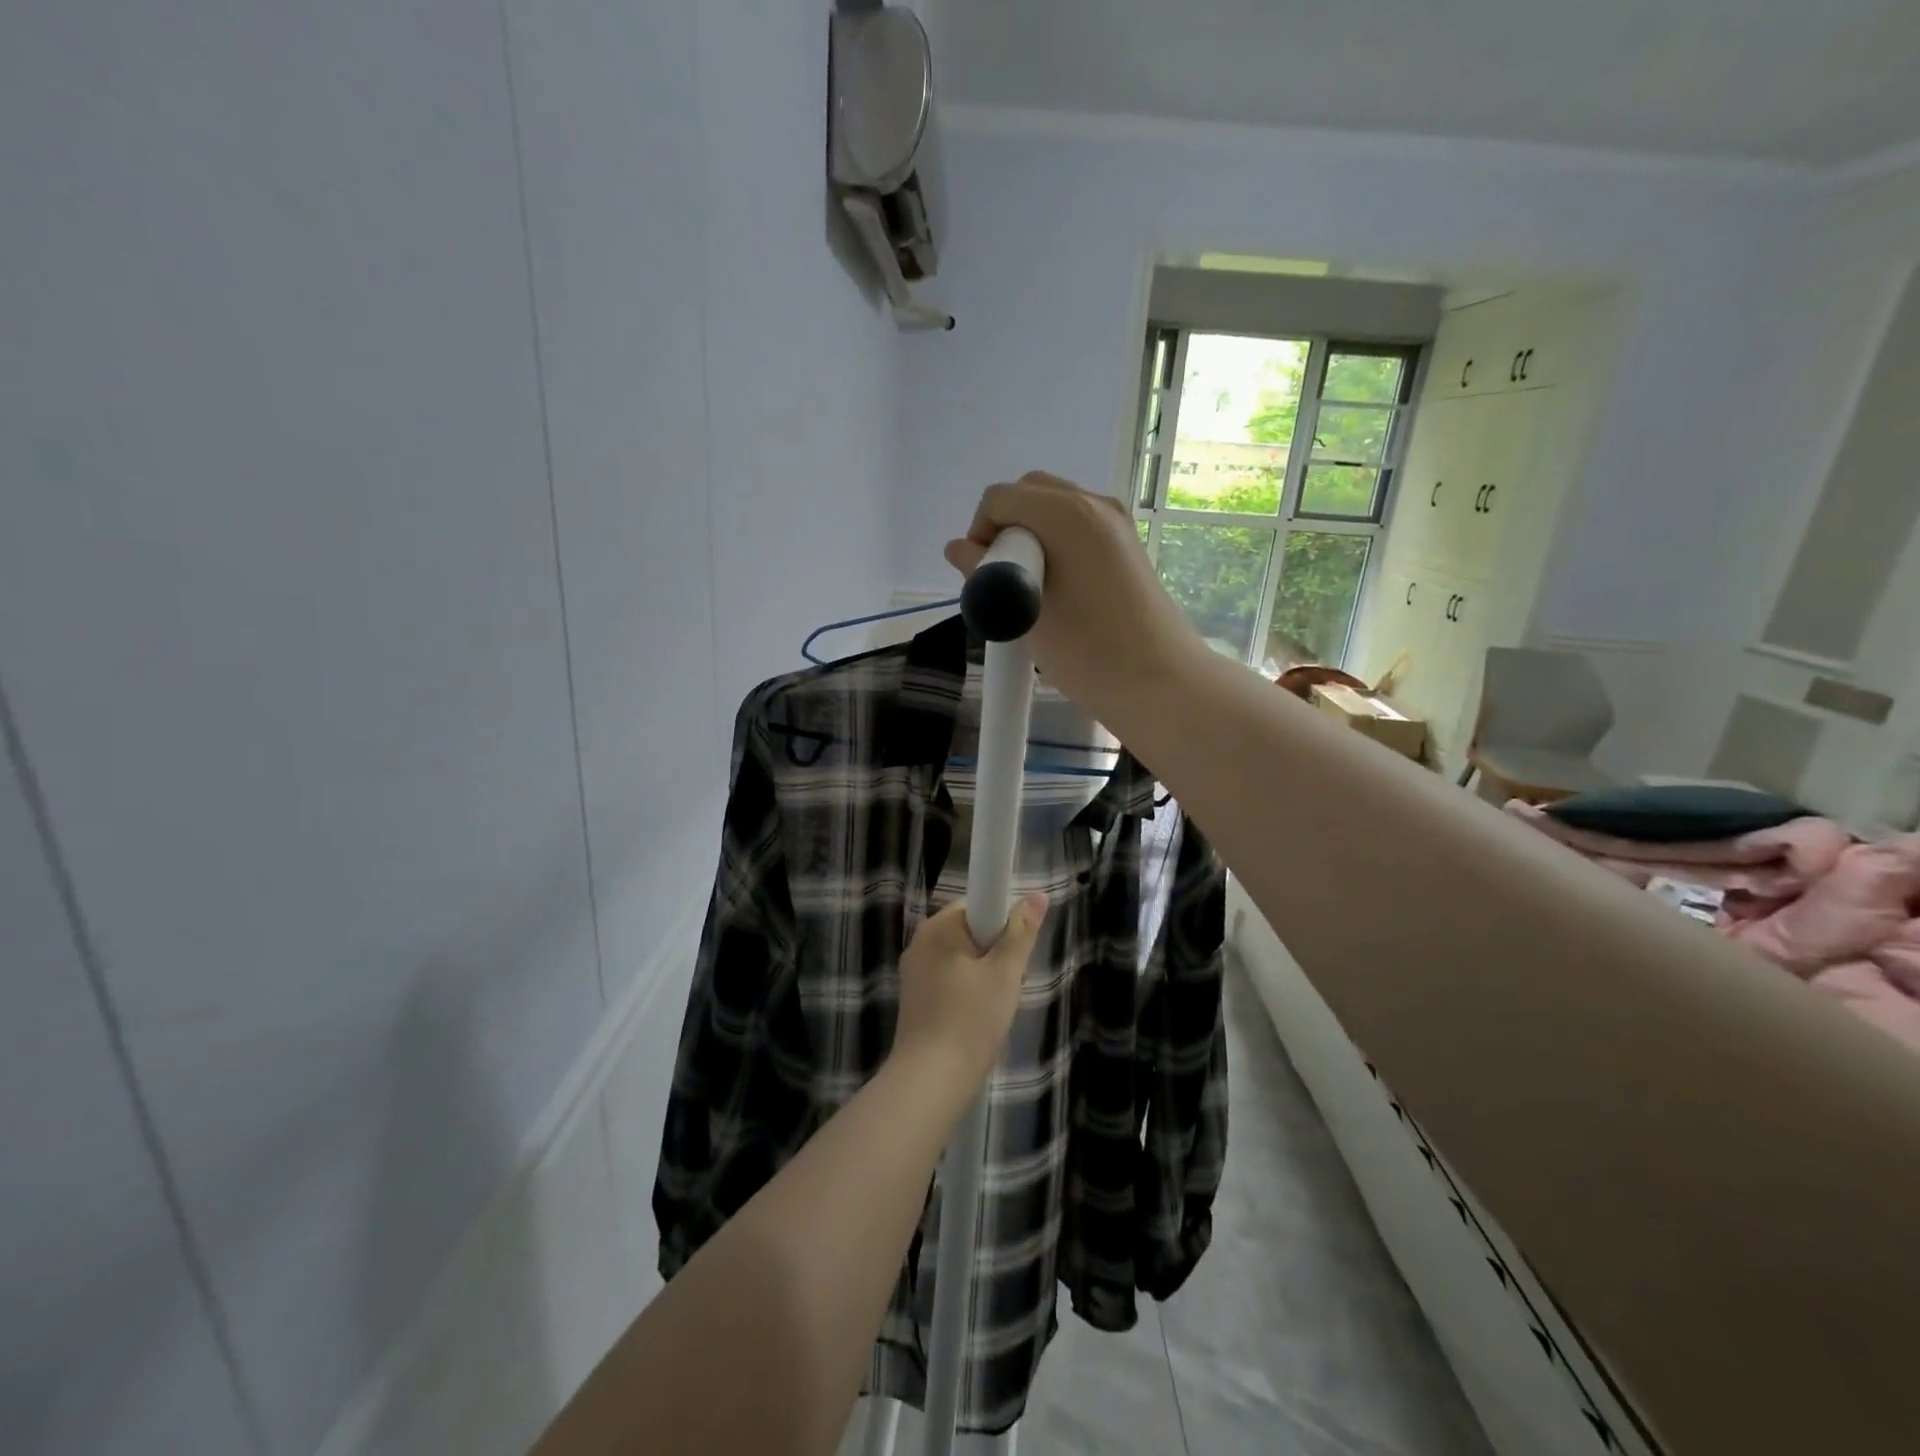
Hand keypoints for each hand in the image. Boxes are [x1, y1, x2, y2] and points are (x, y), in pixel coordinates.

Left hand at [891, 895, 1048, 1088]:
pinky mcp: (914, 998)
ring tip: (995, 1007)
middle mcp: (920, 942)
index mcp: (938, 927)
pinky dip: (967, 992)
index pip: (977, 904)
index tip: (1013, 953)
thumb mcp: (1005, 974)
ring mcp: (913, 971)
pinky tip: (977, 1019)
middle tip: (1009, 984)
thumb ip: (1021, 932)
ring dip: (984, 975)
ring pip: (961, 959)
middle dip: (995, 953)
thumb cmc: (971, 1020)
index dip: (1002, 923)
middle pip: (970, 932)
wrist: (930, 1081)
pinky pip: (949, 980)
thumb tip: (1037, 894)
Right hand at [943, 472, 1202, 720]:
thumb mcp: (1023, 612)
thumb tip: (959, 550)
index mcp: (1067, 512)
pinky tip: (1057, 591)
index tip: (983, 577)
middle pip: (1030, 493)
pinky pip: (1078, 528)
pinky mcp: (1127, 546)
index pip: (1000, 498)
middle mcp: (1094, 504)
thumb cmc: (1086, 649)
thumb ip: (985, 573)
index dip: (979, 532)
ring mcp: (1116, 523)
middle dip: (1004, 528)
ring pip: (1055, 510)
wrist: (1158, 682)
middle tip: (1001, 579)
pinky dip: (1056, 545)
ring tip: (1028, 590)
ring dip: (1030, 537)